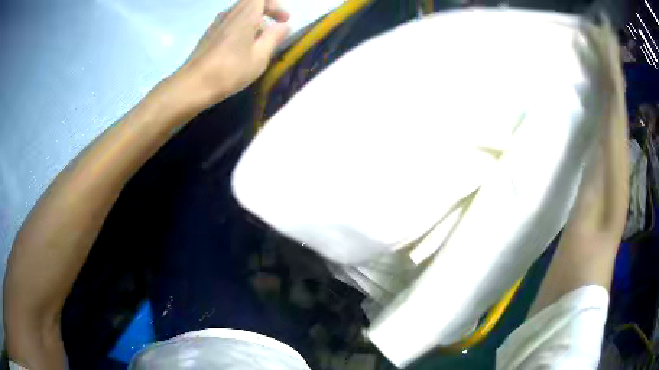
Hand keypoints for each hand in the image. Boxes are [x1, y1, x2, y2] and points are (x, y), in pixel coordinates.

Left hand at [174, 0, 289, 108]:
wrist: (192, 85)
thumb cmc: (229, 71)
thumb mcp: (259, 57)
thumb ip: (274, 38)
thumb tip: (284, 26)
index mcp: (245, 15)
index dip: (275, 5)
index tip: (283, 19)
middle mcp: (230, 13)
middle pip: (251, 3)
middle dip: (267, 11)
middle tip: (276, 27)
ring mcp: (217, 23)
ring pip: (241, 13)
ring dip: (254, 21)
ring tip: (260, 42)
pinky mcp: (209, 34)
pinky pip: (230, 22)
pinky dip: (241, 28)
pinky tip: (242, 48)